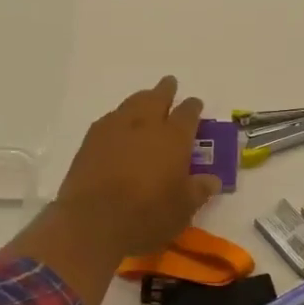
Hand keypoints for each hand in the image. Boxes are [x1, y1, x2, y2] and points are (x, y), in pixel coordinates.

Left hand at [7, 78, 219, 304]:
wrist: (93, 221)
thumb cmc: (147, 216)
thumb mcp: (182, 209)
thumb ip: (198, 190)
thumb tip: (212, 179)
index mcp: (174, 138)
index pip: (188, 114)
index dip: (193, 107)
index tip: (195, 104)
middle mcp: (145, 125)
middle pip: (157, 98)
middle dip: (166, 90)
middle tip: (170, 83)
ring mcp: (115, 128)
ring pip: (132, 103)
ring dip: (141, 99)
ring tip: (145, 99)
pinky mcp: (91, 140)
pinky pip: (110, 119)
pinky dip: (119, 117)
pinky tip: (118, 124)